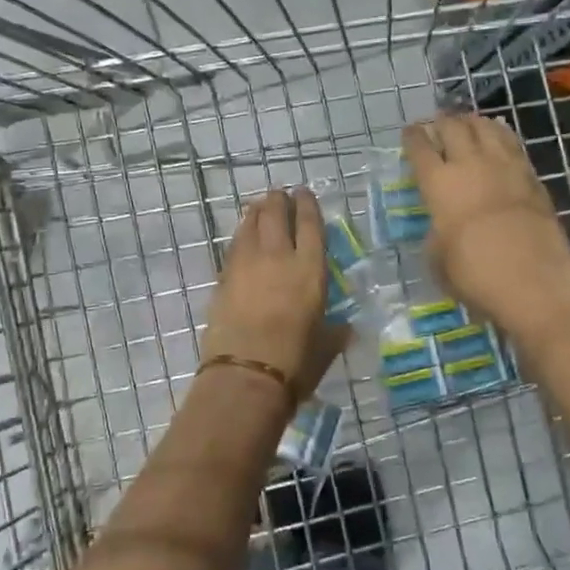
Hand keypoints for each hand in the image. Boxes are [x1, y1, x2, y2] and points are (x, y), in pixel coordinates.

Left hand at [200, 188, 328, 398]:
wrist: (245, 376)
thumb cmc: (295, 363)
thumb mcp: (326, 346)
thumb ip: (336, 332)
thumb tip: (345, 328)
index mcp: (310, 270)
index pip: (310, 225)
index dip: (307, 205)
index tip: (304, 193)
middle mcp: (278, 258)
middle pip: (276, 215)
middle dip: (279, 200)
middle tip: (280, 195)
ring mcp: (246, 265)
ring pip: (250, 225)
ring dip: (256, 212)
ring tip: (260, 207)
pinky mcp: (223, 278)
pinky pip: (234, 246)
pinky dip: (241, 235)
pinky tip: (243, 237)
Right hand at [402, 114, 569, 334]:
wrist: (534, 278)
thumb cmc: (474, 273)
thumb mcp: (437, 258)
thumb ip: (436, 233)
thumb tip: (441, 225)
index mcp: (438, 184)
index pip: (420, 148)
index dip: (413, 137)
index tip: (410, 132)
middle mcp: (469, 164)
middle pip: (453, 127)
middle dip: (441, 122)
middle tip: (437, 124)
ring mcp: (504, 165)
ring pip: (485, 127)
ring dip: (472, 121)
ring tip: (467, 122)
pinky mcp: (531, 174)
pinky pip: (512, 142)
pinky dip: (500, 132)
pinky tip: (498, 133)